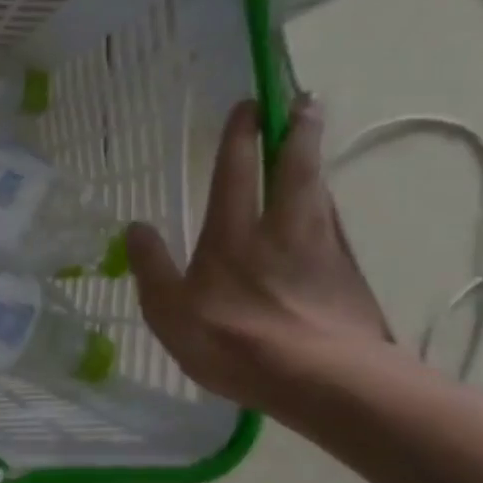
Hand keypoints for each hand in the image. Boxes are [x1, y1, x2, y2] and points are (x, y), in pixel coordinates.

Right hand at [125, 95, 391, 416]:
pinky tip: (329, 214)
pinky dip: (330, 209)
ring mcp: (322, 252)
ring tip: (315, 146)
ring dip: (316, 164)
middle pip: (294, 170)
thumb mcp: (168, 311)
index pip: (235, 172)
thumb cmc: (233, 342)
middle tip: (307, 101)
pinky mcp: (348, 278)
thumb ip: (151, 266)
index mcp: (233, 236)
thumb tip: (134, 227)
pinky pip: (336, 229)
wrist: (323, 381)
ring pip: (321, 194)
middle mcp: (281, 231)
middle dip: (297, 132)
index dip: (240, 137)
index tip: (249, 104)